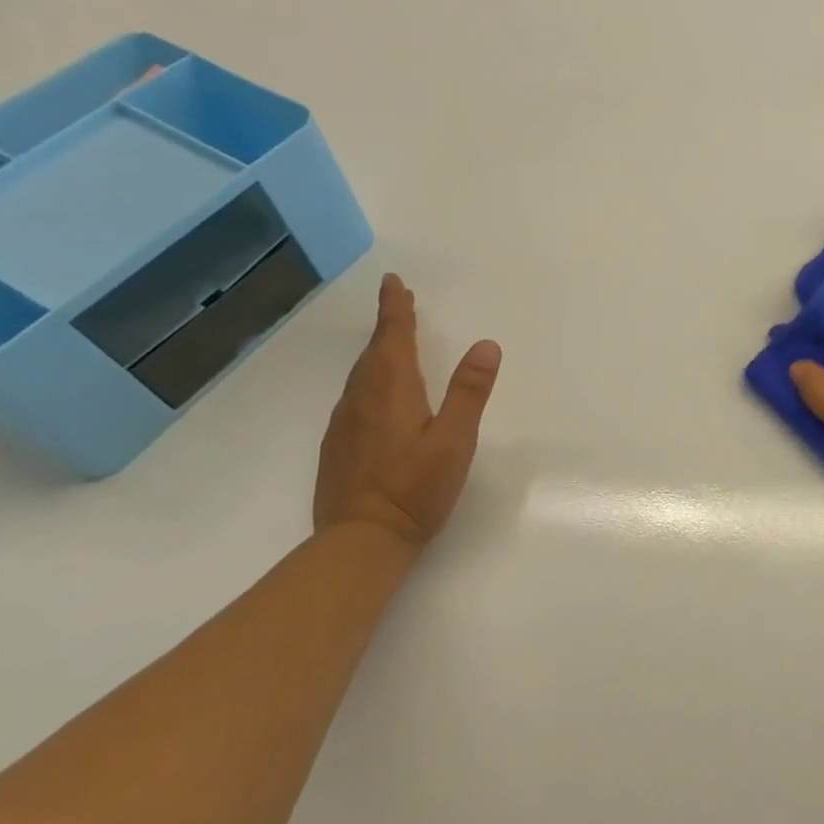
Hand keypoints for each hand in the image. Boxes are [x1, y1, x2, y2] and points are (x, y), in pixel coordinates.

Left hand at [314, 273, 501, 547]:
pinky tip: (377, 394)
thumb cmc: (415, 489)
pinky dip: (368, 379)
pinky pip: (354, 396)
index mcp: (391, 391)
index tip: (393, 282)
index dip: (395, 309)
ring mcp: (344, 424)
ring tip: (391, 341)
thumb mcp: (454, 440)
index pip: (393, 338)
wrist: (360, 541)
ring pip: (361, 374)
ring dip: (377, 351)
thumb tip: (486, 345)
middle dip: (388, 325)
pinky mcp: (338, 446)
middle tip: (400, 303)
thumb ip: (468, 392)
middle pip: (374, 352)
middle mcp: (361, 400)